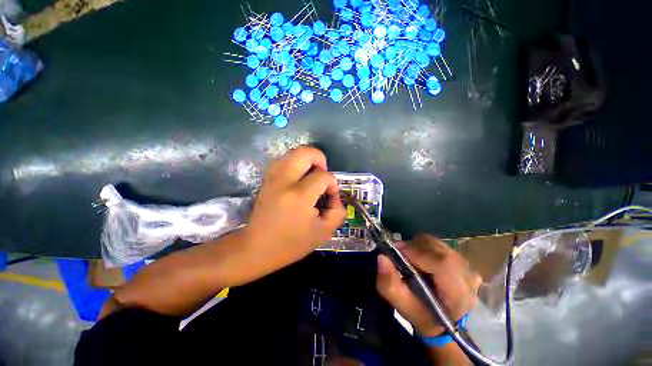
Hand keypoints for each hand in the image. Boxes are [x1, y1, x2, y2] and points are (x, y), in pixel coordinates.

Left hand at [240, 146, 345, 274]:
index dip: (332, 184)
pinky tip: (299, 179)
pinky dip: (296, 164)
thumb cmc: (292, 244)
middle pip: (305, 152)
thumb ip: (338, 211)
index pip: (323, 176)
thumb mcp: (324, 232)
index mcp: (299, 196)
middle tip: (323, 175)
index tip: (330, 196)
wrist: (257, 248)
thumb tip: (334, 194)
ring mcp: (272, 178)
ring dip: (307, 160)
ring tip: (312, 176)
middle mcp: (283, 181)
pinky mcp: (267, 179)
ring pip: (293, 153)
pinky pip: (284, 160)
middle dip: (320, 159)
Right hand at [376, 234, 481, 336]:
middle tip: (399, 252)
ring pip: (439, 244)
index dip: (416, 253)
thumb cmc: (423, 317)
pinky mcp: (465, 262)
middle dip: (414, 246)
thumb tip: (382, 257)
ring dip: (419, 246)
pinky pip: (441, 246)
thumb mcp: (403, 306)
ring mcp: (469, 268)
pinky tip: (422, 259)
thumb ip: (390, 284)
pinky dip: (427, 247)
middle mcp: (468, 278)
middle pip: (439, 249)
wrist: (445, 324)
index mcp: (458, 295)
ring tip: (410, 256)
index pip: (441, 263)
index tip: (396, 250)